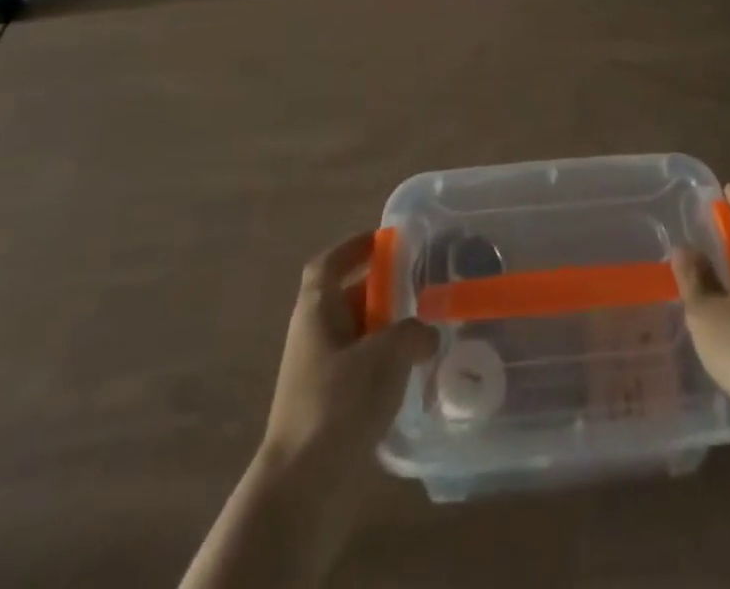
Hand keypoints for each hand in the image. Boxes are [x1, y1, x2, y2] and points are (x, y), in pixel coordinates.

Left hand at [263, 231, 437, 469]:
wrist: (301, 490)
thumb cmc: (338, 403)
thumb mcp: (384, 355)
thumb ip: (412, 332)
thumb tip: (428, 333)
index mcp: (315, 311)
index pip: (328, 264)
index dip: (353, 247)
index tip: (385, 240)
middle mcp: (312, 336)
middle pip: (345, 298)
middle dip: (379, 289)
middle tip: (419, 284)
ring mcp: (317, 375)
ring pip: (355, 336)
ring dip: (384, 329)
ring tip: (424, 328)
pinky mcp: (328, 409)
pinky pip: (359, 371)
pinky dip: (383, 365)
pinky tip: (411, 375)